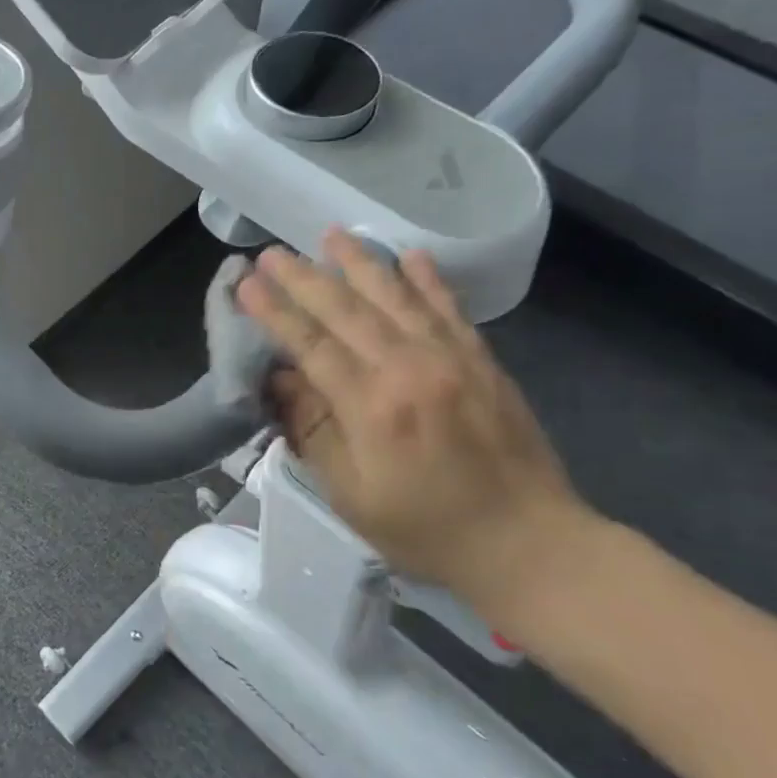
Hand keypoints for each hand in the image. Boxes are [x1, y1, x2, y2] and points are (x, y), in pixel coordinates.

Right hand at [236, 231, 592, 607]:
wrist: (528, 544)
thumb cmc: (426, 530)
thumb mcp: (351, 494)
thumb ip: (313, 432)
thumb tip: (280, 380)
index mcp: (372, 408)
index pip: (311, 345)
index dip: (275, 312)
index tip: (247, 283)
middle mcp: (410, 369)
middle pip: (347, 310)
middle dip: (304, 278)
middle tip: (272, 251)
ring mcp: (452, 360)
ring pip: (397, 297)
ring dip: (360, 263)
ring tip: (331, 234)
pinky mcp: (482, 362)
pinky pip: (449, 309)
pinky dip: (428, 279)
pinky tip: (411, 255)